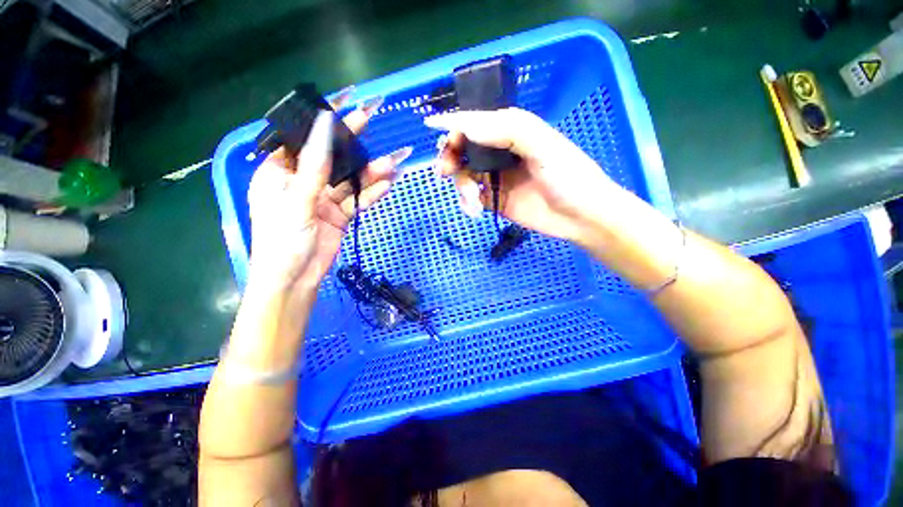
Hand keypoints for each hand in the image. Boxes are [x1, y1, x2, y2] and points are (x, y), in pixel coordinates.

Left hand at [247, 97, 410, 294]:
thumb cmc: (282, 241)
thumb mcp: (296, 202)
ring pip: (351, 179)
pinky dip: (373, 192)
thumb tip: (324, 126)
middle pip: (331, 155)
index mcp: (280, 172)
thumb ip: (314, 167)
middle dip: (352, 138)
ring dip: (372, 171)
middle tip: (372, 116)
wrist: (295, 281)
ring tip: (395, 161)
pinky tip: (389, 182)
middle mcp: (303, 181)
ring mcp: (324, 198)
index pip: (303, 138)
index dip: (323, 119)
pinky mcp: (340, 214)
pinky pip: (359, 199)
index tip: (345, 100)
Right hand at [425, 108, 624, 243]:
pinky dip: (467, 202)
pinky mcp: (495, 200)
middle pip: (464, 148)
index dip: (453, 123)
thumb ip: (506, 130)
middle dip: (450, 157)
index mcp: (512, 131)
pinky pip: (471, 197)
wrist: (581, 217)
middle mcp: (500, 152)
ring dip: (460, 187)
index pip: (476, 122)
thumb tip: (464, 125)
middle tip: (443, 171)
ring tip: (472, 201)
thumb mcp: (542, 145)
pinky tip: (474, 211)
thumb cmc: (568, 176)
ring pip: (464, 175)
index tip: (429, 126)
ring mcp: (496, 178)